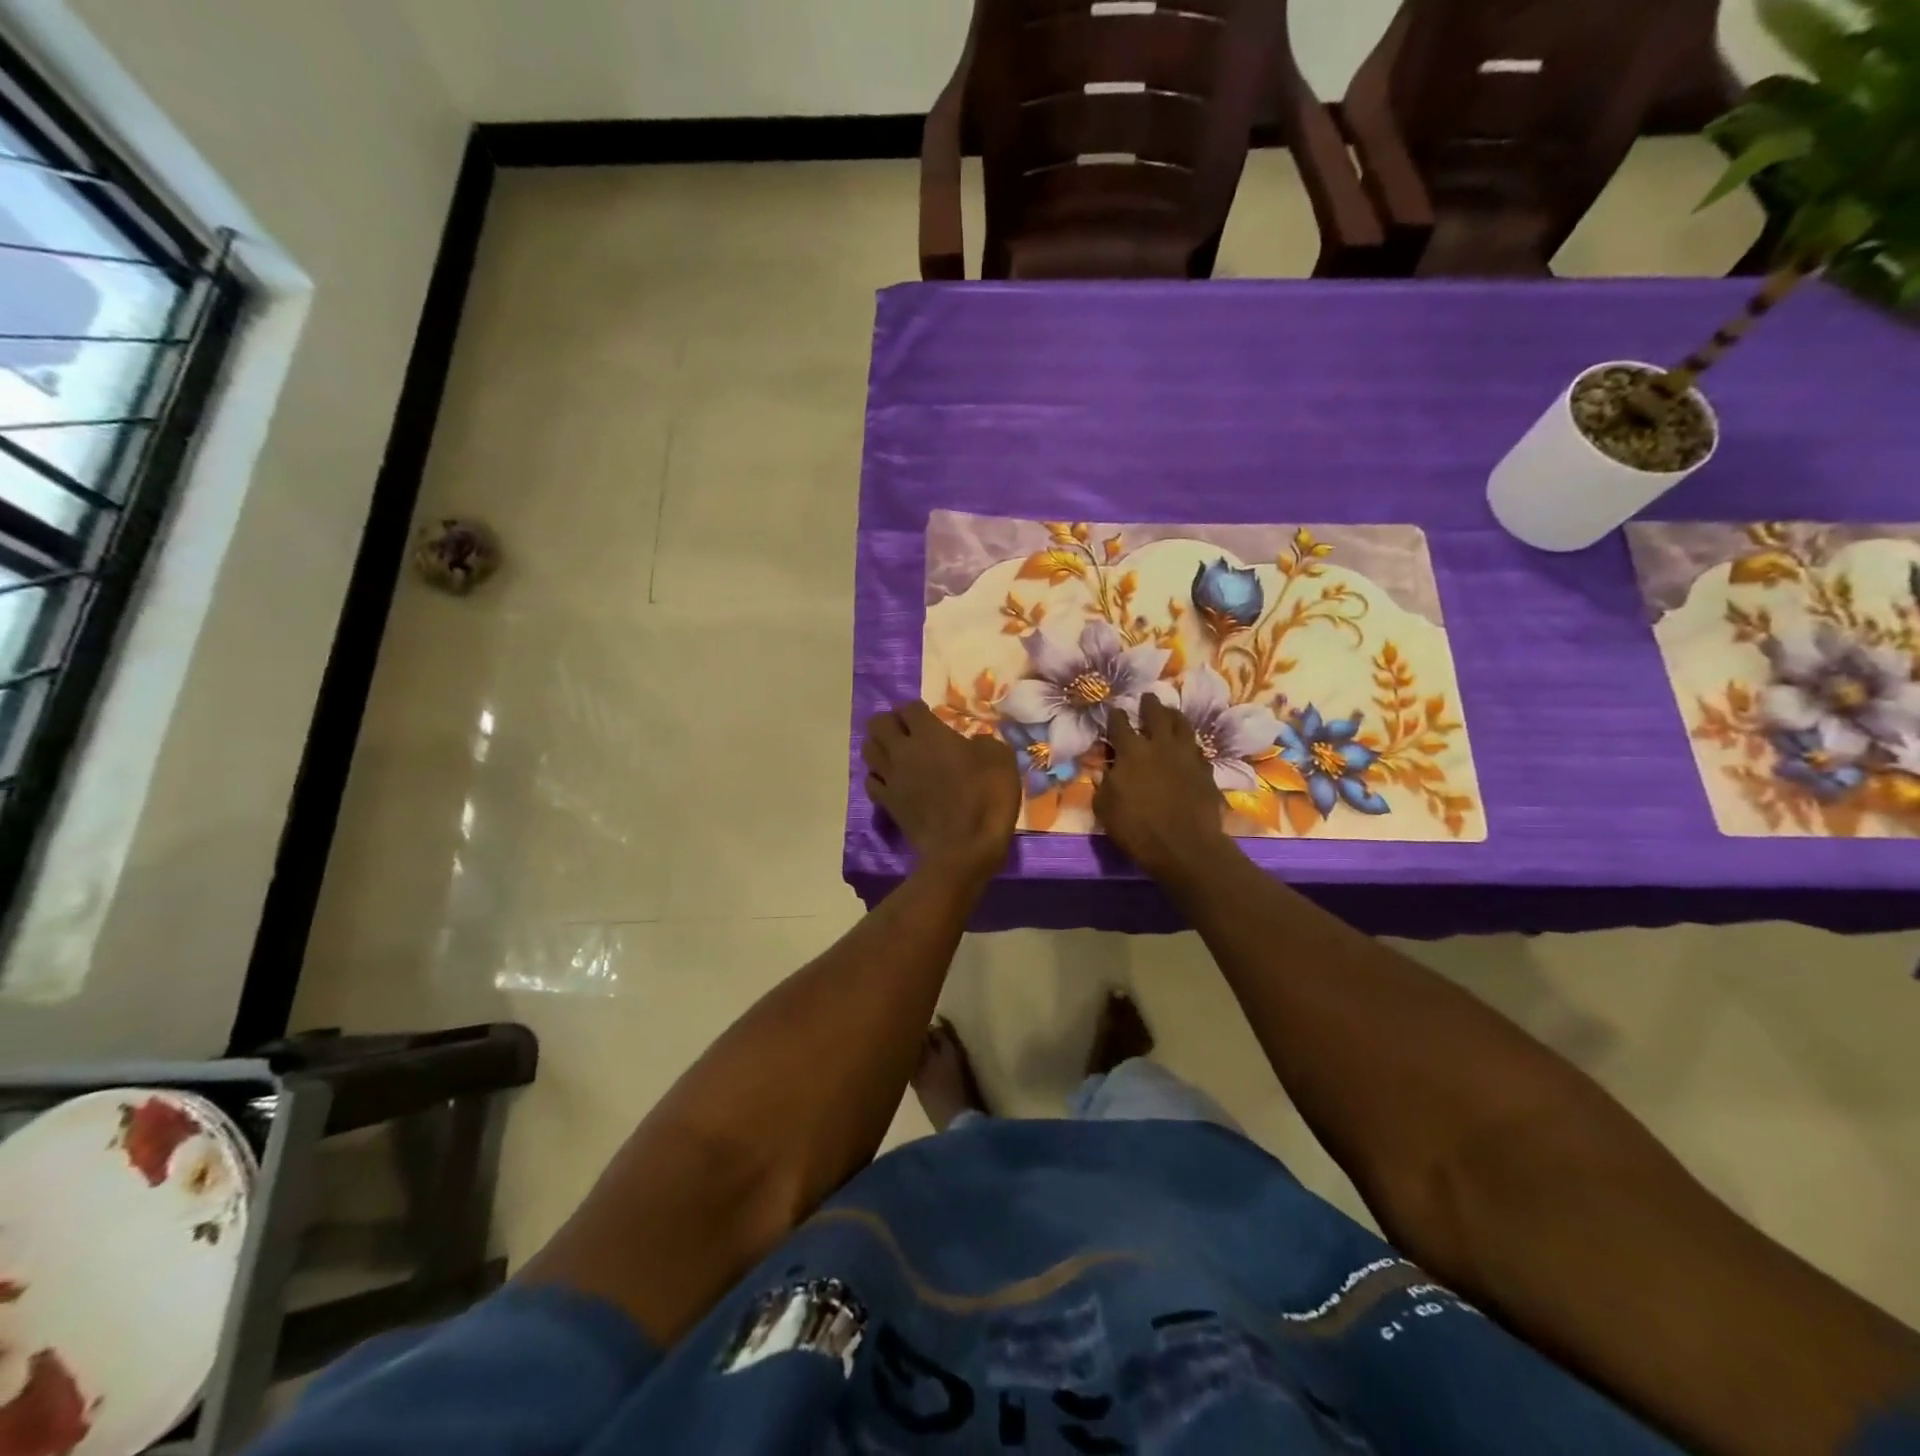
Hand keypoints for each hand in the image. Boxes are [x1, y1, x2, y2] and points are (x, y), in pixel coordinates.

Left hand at [863, 703, 1019, 877]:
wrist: (964, 849)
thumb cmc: (986, 800)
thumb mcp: (1001, 760)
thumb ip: (984, 742)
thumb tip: (973, 743)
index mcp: (930, 735)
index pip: (909, 707)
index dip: (918, 709)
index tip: (931, 717)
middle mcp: (903, 751)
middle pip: (878, 723)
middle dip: (891, 722)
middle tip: (909, 731)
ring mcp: (891, 778)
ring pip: (868, 749)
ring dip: (879, 746)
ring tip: (896, 752)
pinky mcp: (886, 803)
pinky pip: (871, 781)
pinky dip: (878, 777)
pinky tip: (892, 781)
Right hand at [1096, 695, 1230, 881]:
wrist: (1185, 846)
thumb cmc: (1137, 829)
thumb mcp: (1105, 809)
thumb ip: (1103, 785)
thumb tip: (1105, 771)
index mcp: (1131, 752)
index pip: (1119, 725)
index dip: (1114, 716)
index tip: (1112, 710)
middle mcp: (1160, 745)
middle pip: (1156, 714)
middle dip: (1149, 704)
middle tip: (1147, 697)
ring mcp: (1187, 755)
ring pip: (1182, 725)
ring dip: (1174, 716)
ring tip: (1170, 712)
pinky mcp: (1206, 770)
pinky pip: (1197, 749)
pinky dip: (1189, 744)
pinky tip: (1188, 746)